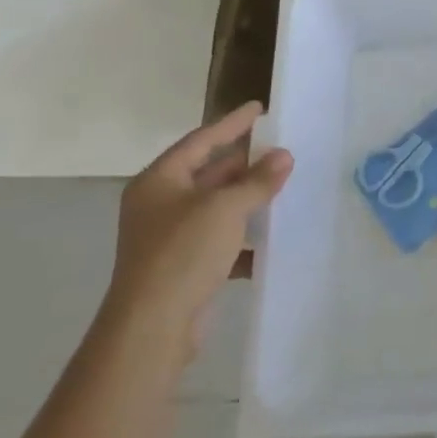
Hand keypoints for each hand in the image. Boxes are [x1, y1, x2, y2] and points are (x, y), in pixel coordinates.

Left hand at [103, 102, 292, 360]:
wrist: (152, 328)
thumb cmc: (182, 253)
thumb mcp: (225, 208)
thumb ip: (257, 180)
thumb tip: (284, 156)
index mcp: (159, 181)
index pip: (201, 140)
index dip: (232, 124)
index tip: (259, 108)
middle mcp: (160, 204)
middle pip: (207, 173)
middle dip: (243, 163)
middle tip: (278, 148)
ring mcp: (169, 237)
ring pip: (215, 207)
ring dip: (246, 198)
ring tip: (282, 185)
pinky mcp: (182, 267)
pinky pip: (218, 239)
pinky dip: (242, 235)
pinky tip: (270, 236)